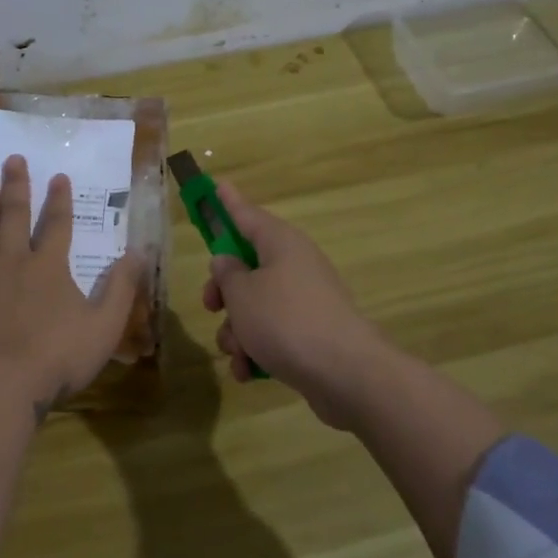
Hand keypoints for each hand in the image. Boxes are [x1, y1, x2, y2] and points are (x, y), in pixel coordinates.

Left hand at [0, 156, 145, 412]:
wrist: (1, 381)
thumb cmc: (57, 357)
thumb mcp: (104, 325)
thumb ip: (121, 287)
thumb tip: (138, 251)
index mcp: (49, 267)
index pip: (58, 225)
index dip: (60, 200)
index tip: (59, 176)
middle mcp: (12, 259)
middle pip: (15, 216)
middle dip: (16, 186)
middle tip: (13, 158)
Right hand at [201, 180, 395, 428]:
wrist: (345, 373)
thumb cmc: (285, 321)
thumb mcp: (242, 294)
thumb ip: (227, 274)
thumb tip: (227, 262)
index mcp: (280, 243)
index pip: (247, 214)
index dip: (228, 202)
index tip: (216, 185)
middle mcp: (295, 265)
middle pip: (247, 267)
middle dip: (223, 292)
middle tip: (211, 306)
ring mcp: (305, 300)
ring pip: (255, 306)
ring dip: (237, 331)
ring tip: (238, 353)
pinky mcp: (310, 333)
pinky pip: (272, 334)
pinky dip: (257, 351)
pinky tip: (249, 373)